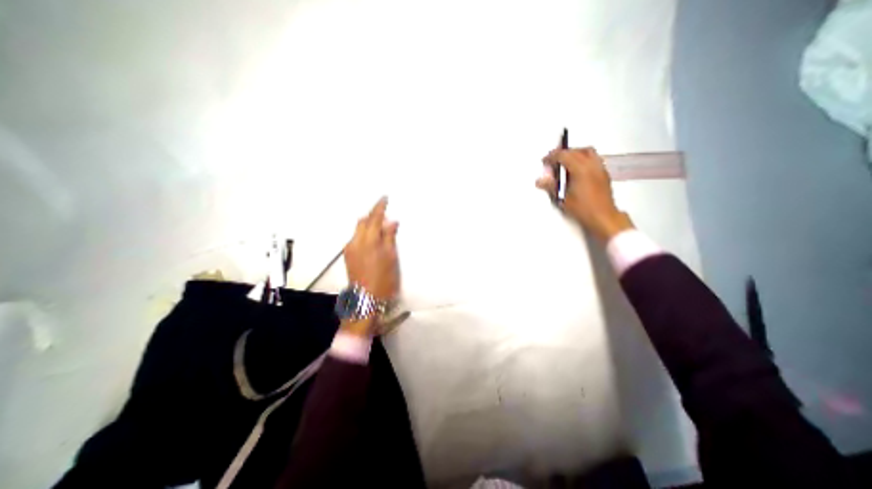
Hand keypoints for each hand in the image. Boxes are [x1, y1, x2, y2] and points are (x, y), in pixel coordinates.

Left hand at [346, 197, 402, 298]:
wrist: (366, 300)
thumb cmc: (384, 279)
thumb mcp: (391, 257)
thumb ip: (389, 237)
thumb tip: (391, 222)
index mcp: (369, 241)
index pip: (374, 218)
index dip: (379, 207)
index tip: (384, 198)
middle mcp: (355, 241)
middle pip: (363, 221)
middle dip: (373, 215)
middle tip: (385, 214)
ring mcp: (349, 249)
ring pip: (358, 229)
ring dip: (368, 224)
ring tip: (380, 227)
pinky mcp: (348, 255)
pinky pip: (356, 237)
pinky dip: (364, 233)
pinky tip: (372, 239)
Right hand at [539, 145, 634, 241]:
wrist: (603, 217)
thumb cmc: (581, 208)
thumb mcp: (563, 198)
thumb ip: (551, 186)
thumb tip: (539, 180)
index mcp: (580, 169)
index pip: (564, 155)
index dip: (552, 156)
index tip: (544, 161)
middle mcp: (591, 164)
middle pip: (576, 151)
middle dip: (563, 153)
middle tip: (553, 161)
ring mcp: (600, 168)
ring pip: (587, 152)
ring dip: (575, 154)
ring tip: (566, 163)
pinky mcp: (604, 173)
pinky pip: (593, 158)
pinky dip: (583, 159)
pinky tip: (577, 170)